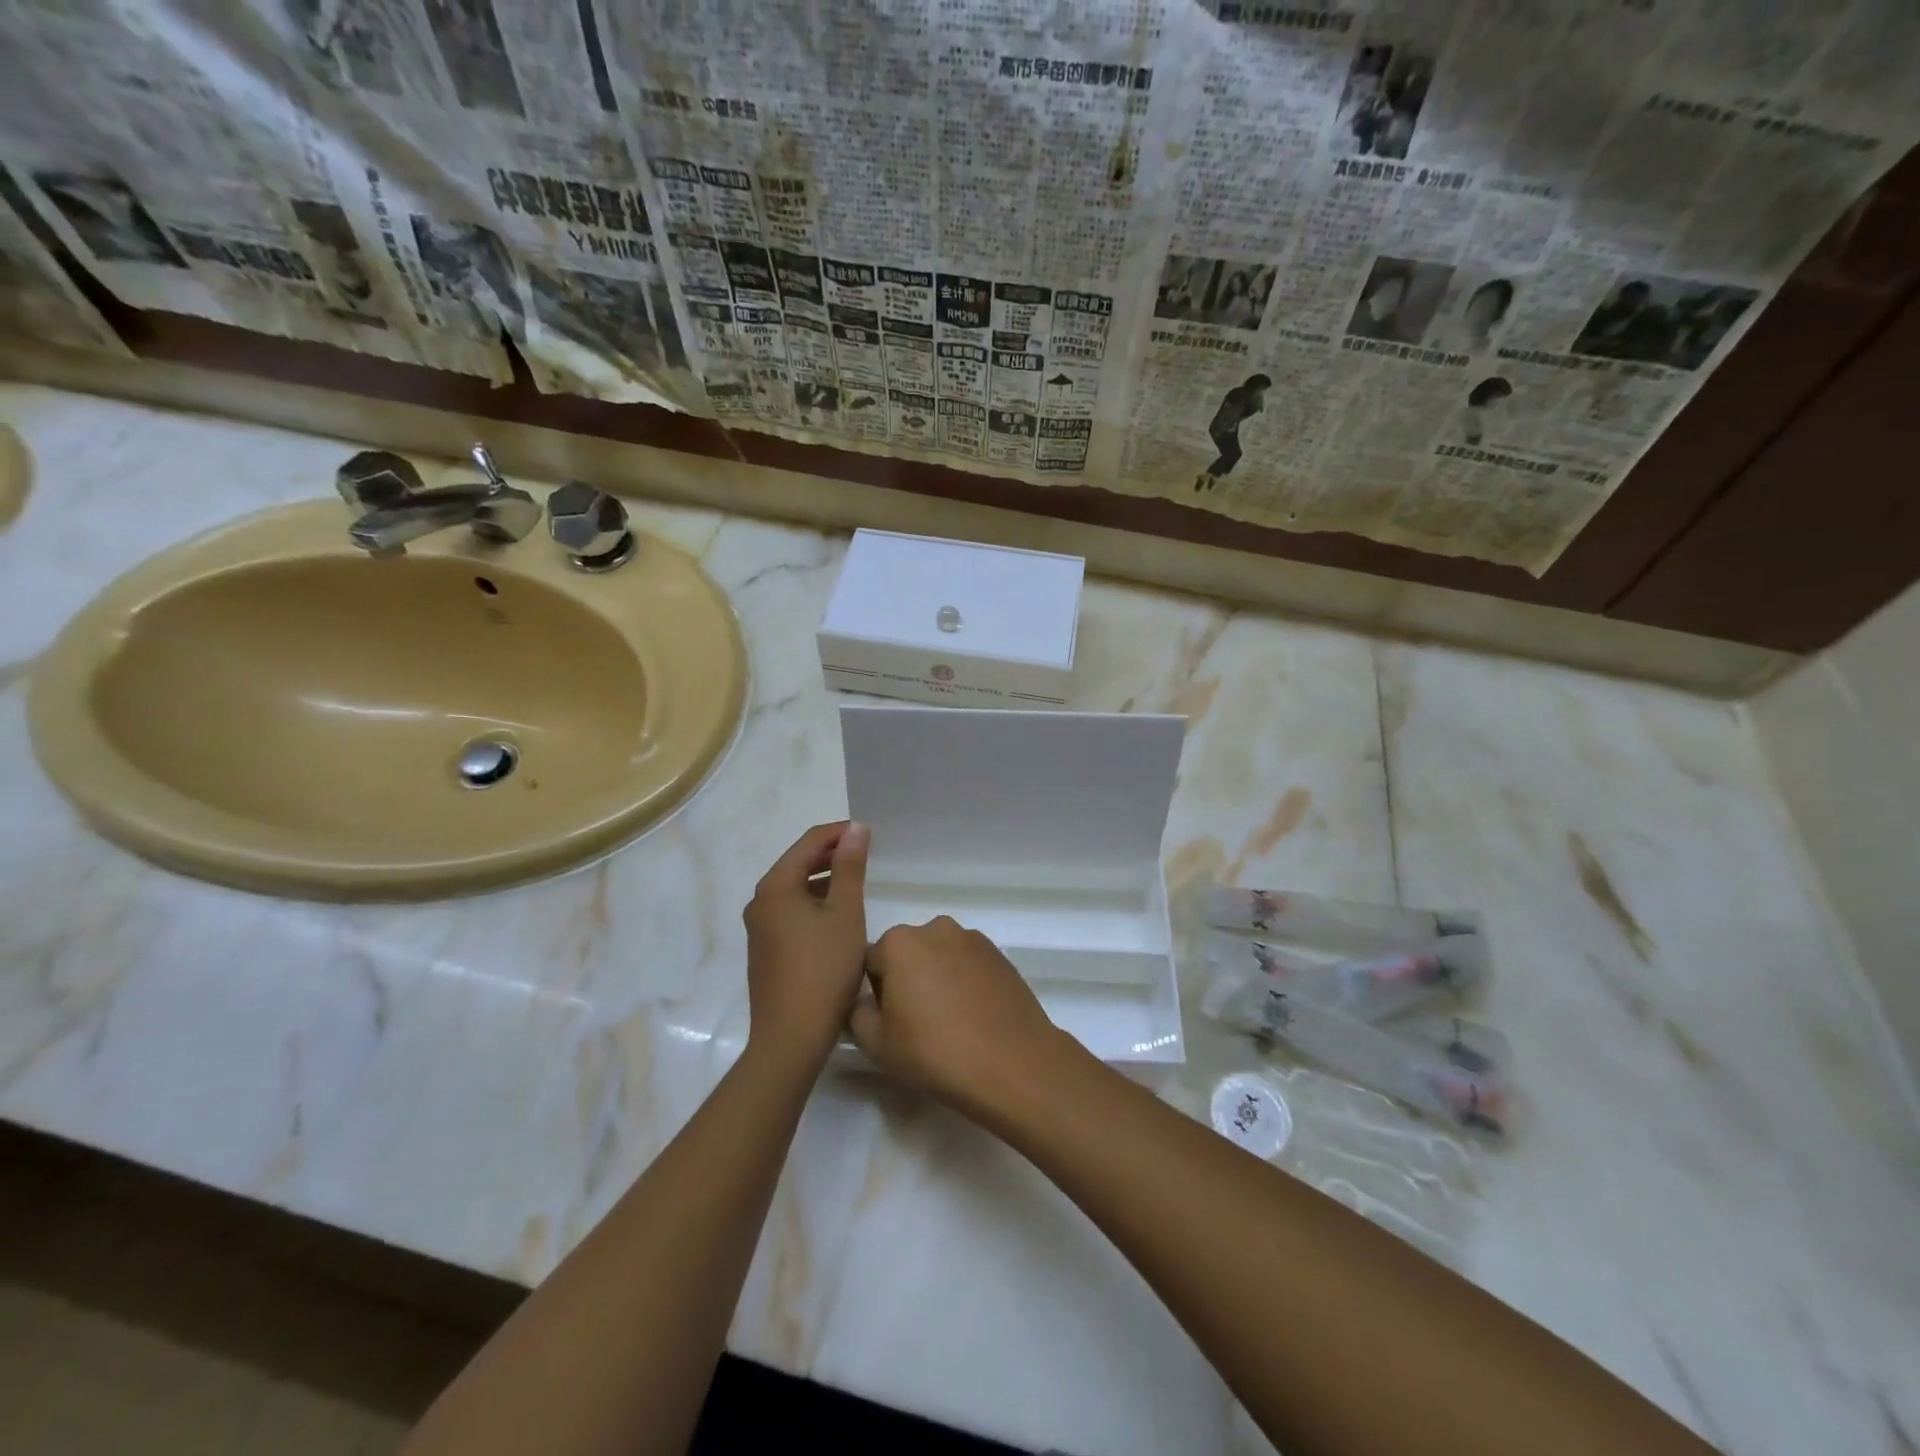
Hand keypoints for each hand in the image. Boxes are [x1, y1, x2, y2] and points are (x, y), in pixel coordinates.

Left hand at [742, 821, 869, 1073]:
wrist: (791, 1037)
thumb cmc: (823, 969)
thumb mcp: (845, 914)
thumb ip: (851, 868)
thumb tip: (856, 829)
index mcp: (775, 887)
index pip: (809, 842)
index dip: (840, 833)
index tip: (870, 834)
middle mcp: (760, 901)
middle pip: (798, 863)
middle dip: (832, 855)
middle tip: (867, 854)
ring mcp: (760, 928)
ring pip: (796, 889)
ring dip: (825, 880)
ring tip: (857, 883)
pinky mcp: (766, 950)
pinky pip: (792, 912)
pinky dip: (815, 904)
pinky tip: (838, 917)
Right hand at [849, 916, 1072, 1123]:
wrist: (1012, 1063)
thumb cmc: (936, 1052)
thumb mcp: (878, 1045)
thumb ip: (857, 1015)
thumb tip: (864, 1003)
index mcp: (899, 942)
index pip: (871, 962)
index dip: (874, 994)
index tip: (888, 1022)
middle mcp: (935, 928)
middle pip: (907, 954)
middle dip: (906, 980)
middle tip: (916, 1023)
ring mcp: (972, 938)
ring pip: (939, 956)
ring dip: (937, 978)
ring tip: (948, 1021)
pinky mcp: (999, 954)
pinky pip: (967, 964)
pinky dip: (964, 981)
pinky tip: (972, 1016)